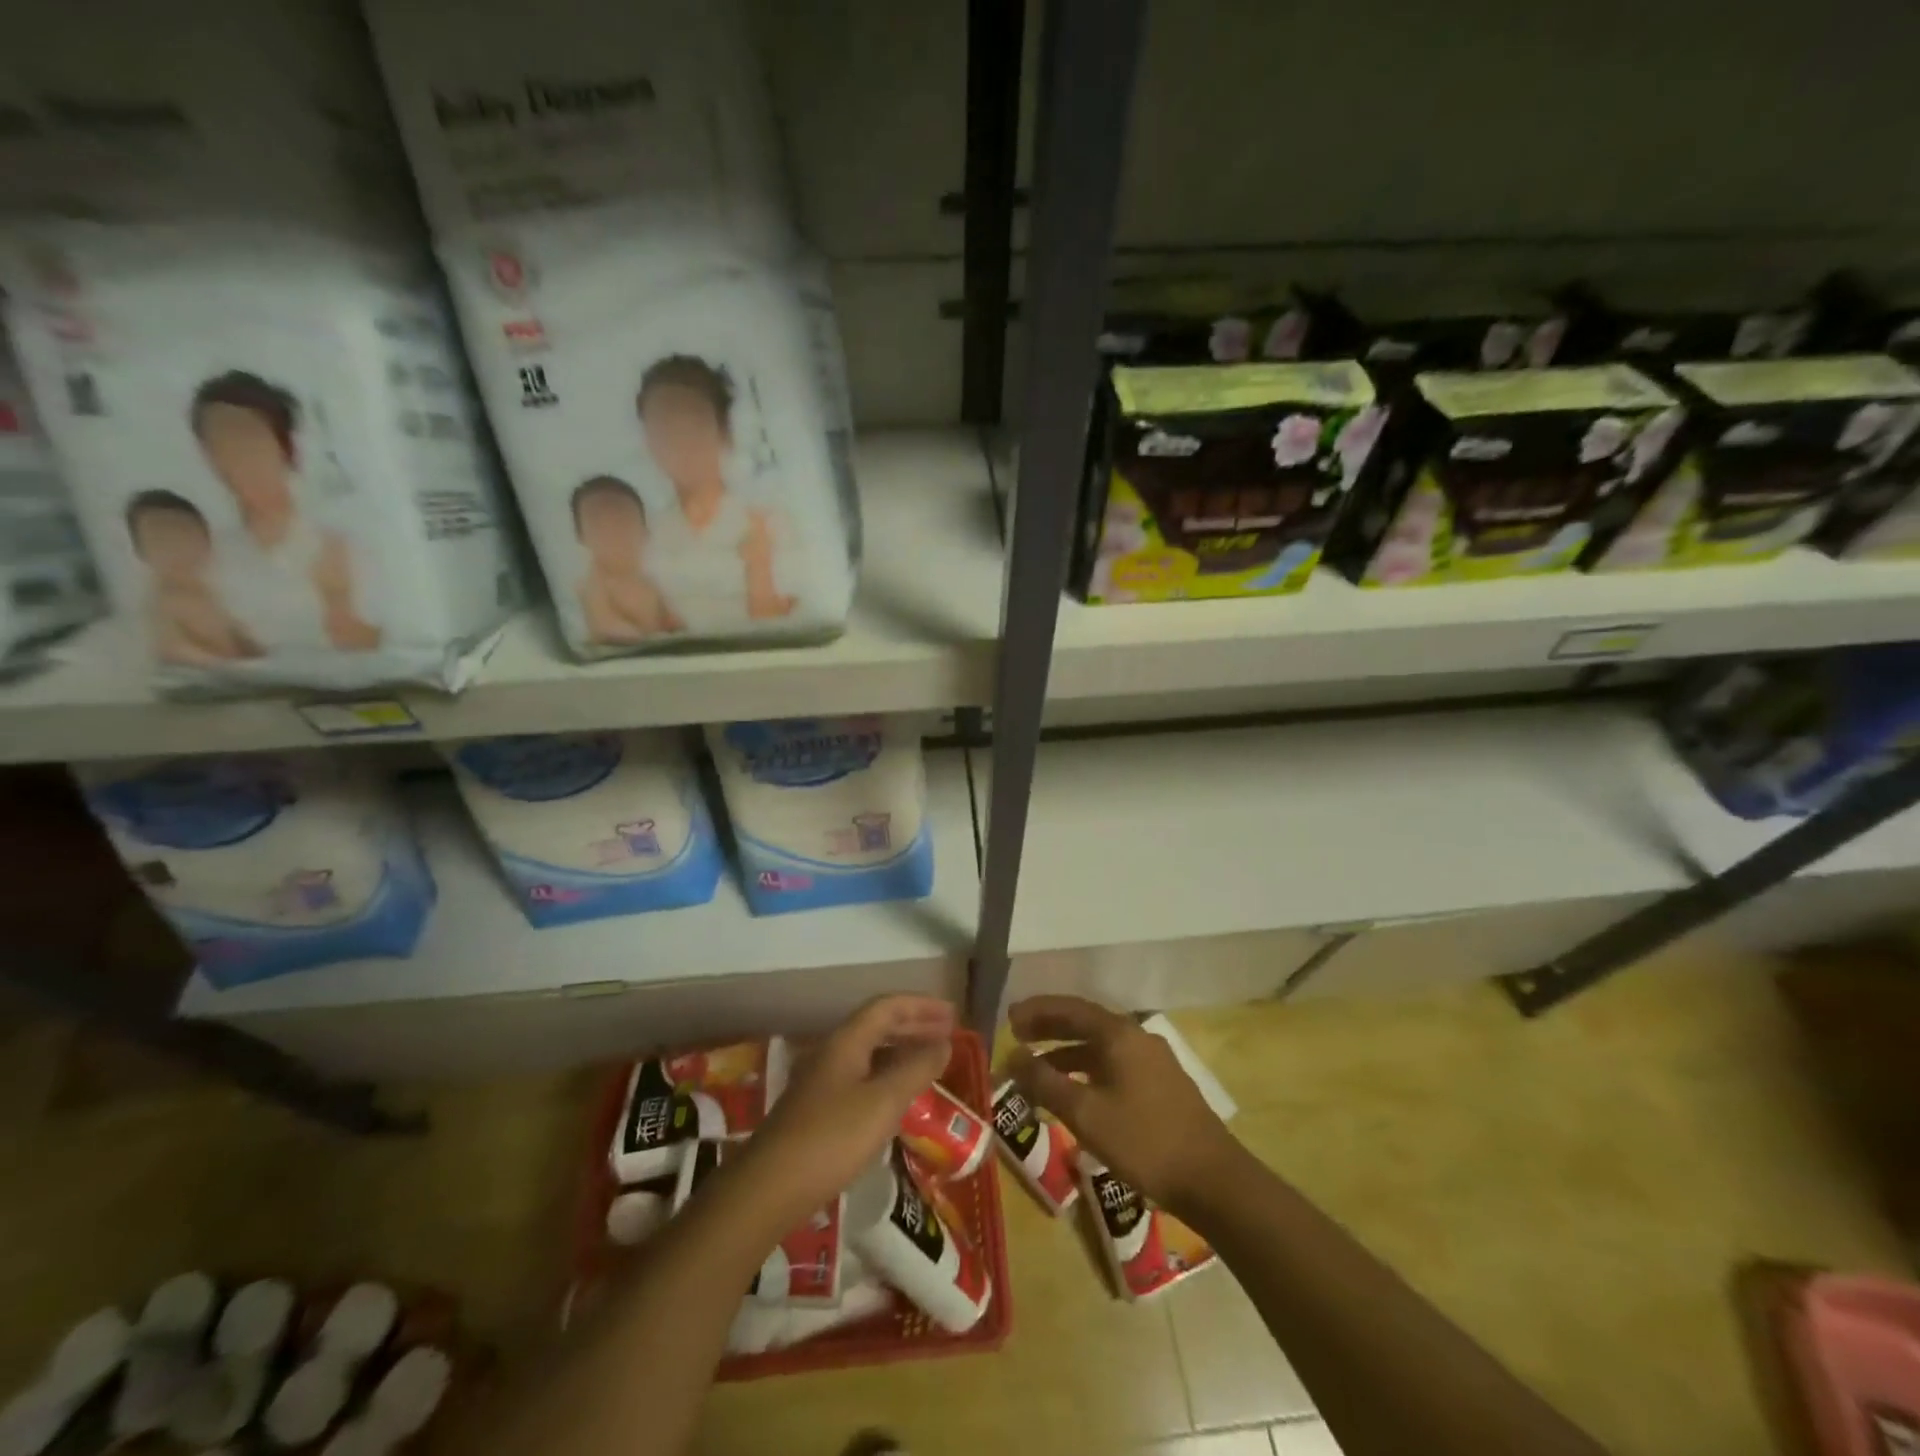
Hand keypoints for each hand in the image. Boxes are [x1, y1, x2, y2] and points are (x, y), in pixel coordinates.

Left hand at [736, 995, 954, 1227]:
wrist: (769, 1188)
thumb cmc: (831, 1138)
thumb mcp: (883, 1102)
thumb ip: (916, 1069)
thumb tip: (945, 1043)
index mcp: (846, 1041)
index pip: (887, 1007)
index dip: (921, 1005)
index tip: (953, 1014)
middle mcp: (832, 1053)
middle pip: (877, 1026)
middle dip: (914, 1026)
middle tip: (948, 1034)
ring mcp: (821, 1082)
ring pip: (869, 1053)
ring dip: (901, 1052)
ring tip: (930, 1062)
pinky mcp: (817, 1111)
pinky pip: (861, 1078)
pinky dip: (887, 1077)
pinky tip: (899, 1099)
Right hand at [1006, 995, 1240, 1216]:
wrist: (1213, 1180)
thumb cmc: (1144, 1142)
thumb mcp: (1085, 1114)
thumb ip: (1045, 1083)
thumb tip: (1013, 1057)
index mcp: (1119, 1034)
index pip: (1070, 1008)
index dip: (1037, 1011)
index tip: (1009, 1018)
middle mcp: (1136, 1037)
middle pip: (1085, 1023)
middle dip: (1049, 1028)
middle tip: (1018, 1035)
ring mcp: (1153, 1060)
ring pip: (1100, 1046)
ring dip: (1067, 1052)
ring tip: (1038, 1068)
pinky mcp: (1161, 1085)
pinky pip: (1114, 1064)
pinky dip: (1087, 1070)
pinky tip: (1076, 1093)